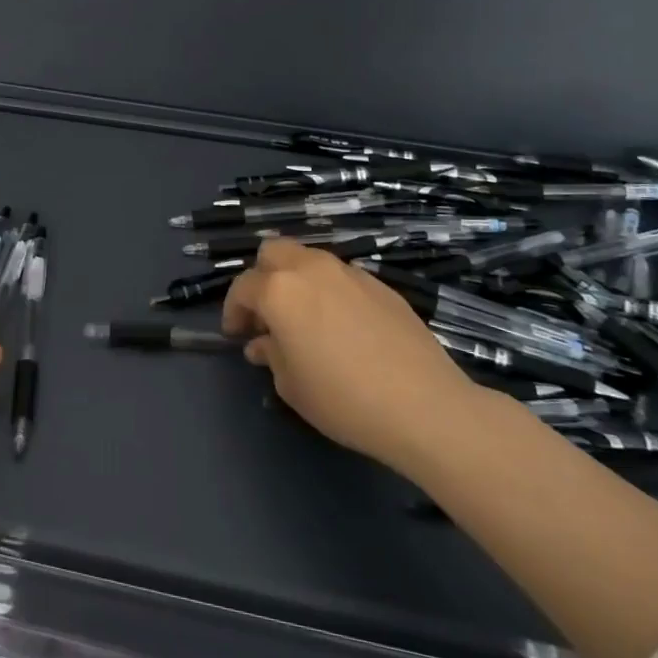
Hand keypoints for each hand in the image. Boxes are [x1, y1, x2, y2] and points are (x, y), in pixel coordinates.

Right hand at [223, 239, 481, 469]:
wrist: (423, 405)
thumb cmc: (343, 398)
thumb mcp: (291, 385)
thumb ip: (271, 355)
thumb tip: (263, 343)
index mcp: (279, 290)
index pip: (242, 287)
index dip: (234, 310)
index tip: (236, 334)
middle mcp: (311, 269)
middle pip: (274, 252)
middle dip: (262, 277)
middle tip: (267, 314)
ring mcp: (349, 272)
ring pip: (310, 259)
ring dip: (297, 280)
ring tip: (304, 319)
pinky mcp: (380, 285)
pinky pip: (341, 277)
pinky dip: (330, 291)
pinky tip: (342, 327)